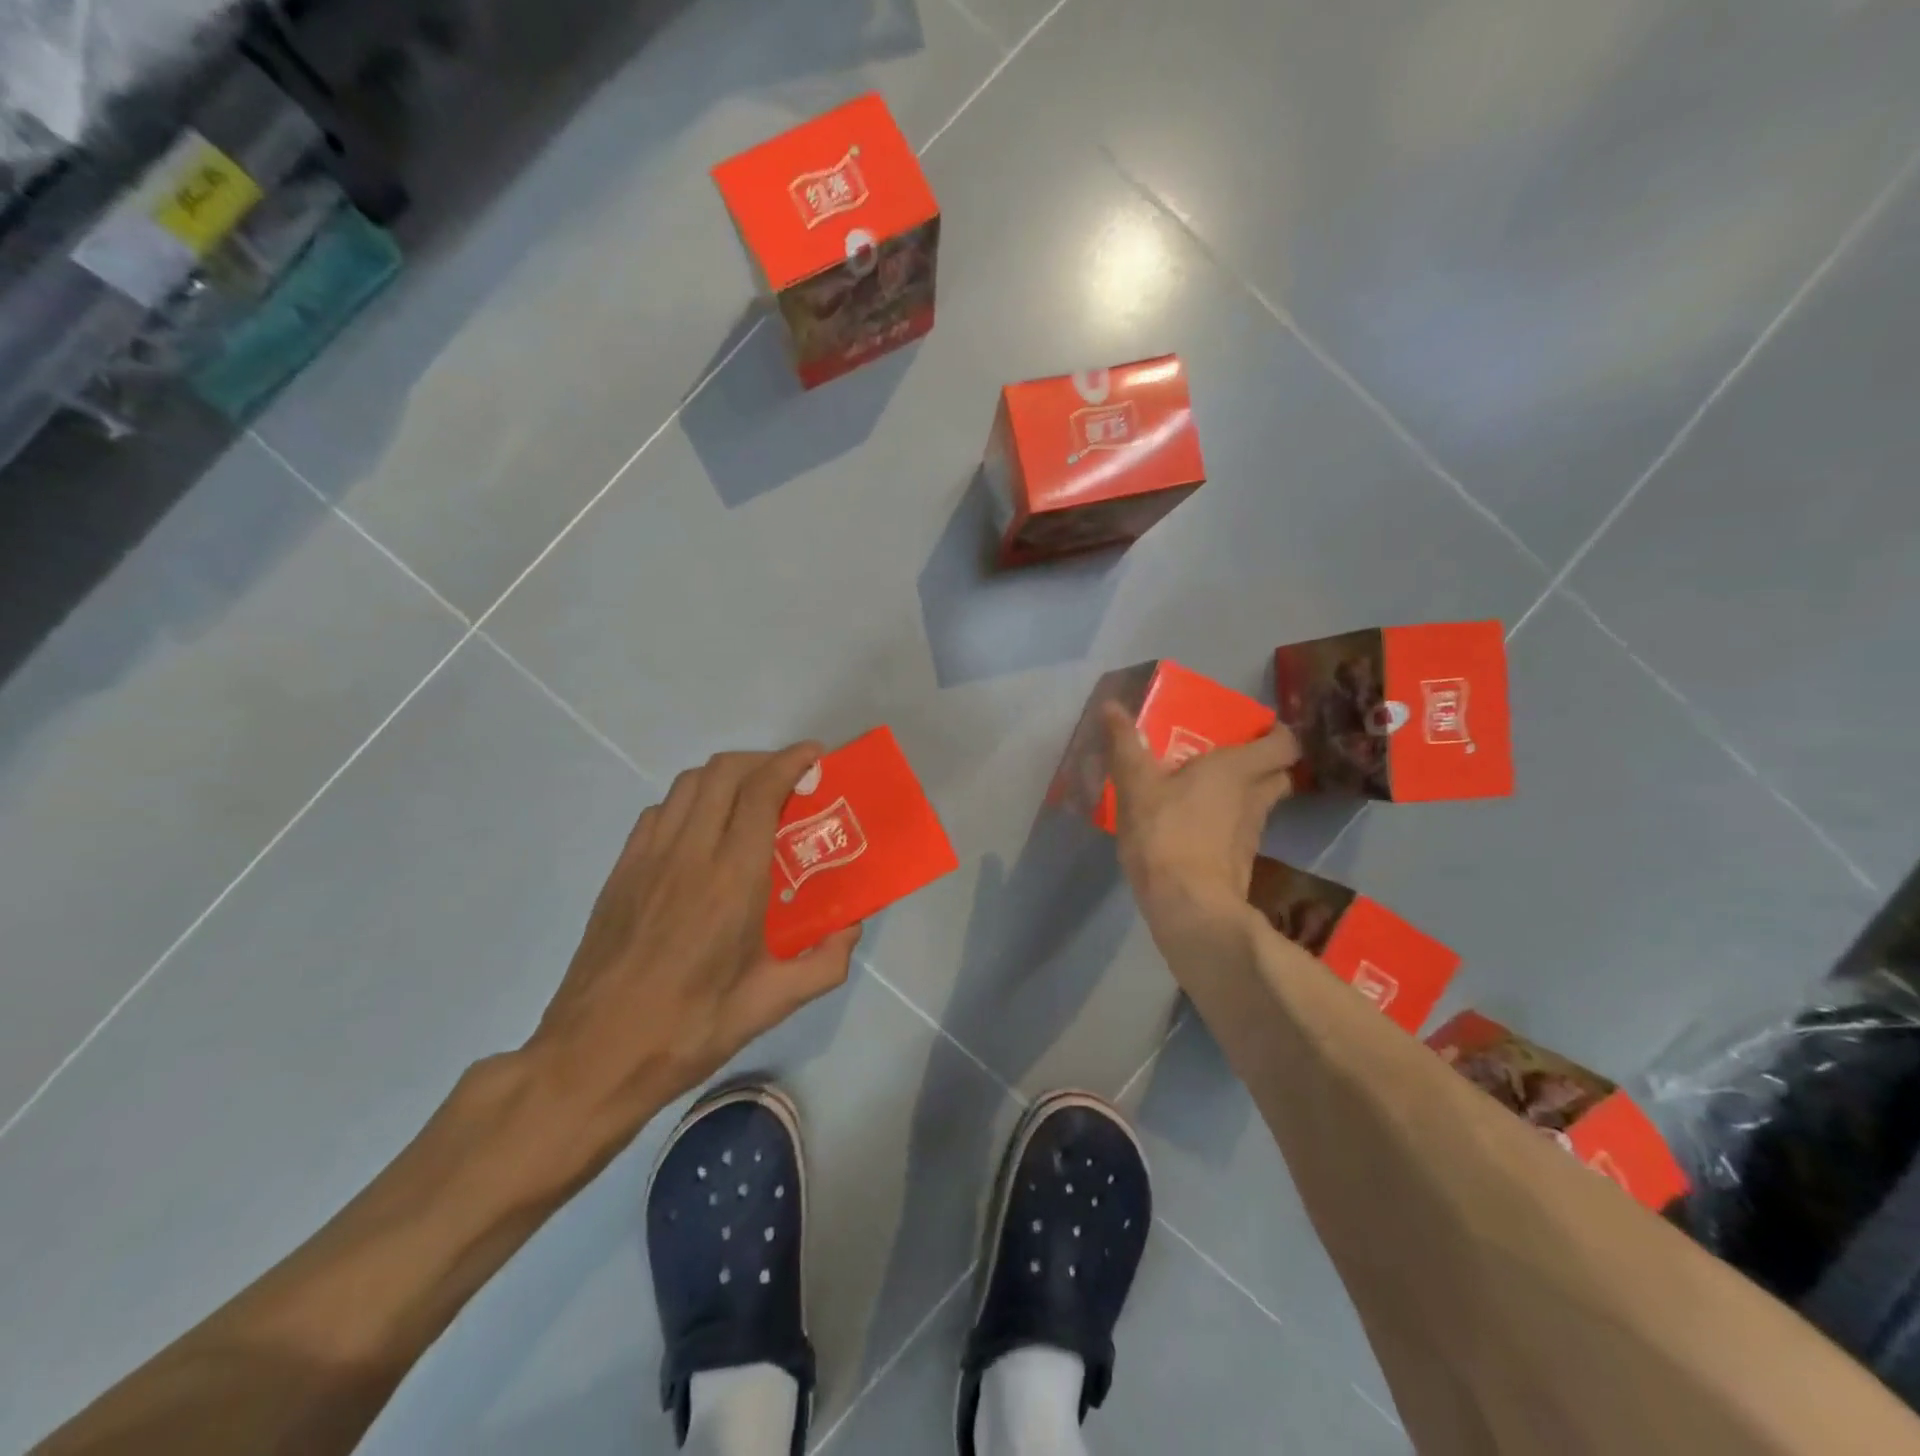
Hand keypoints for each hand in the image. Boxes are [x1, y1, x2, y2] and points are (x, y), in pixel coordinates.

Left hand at [525, 743, 859, 1148]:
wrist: (593, 1056)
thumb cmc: (689, 1029)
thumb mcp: (771, 1004)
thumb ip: (825, 963)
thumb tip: (851, 928)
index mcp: (732, 880)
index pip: (761, 792)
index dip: (790, 762)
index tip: (815, 757)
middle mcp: (689, 854)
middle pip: (723, 772)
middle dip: (762, 760)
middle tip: (790, 780)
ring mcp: (648, 858)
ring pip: (688, 784)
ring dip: (726, 776)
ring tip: (750, 799)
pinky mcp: (621, 871)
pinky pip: (660, 812)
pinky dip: (690, 801)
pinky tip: (702, 832)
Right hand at [1103, 704, 1299, 927]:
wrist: (1188, 907)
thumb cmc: (1165, 834)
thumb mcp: (1136, 786)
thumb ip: (1126, 745)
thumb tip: (1111, 705)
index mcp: (1237, 769)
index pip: (1285, 743)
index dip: (1278, 733)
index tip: (1254, 729)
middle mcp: (1255, 797)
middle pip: (1278, 774)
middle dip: (1262, 764)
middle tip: (1227, 757)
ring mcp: (1251, 833)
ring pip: (1260, 804)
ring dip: (1242, 795)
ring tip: (1206, 791)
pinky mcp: (1240, 862)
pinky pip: (1241, 832)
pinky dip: (1227, 824)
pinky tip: (1197, 827)